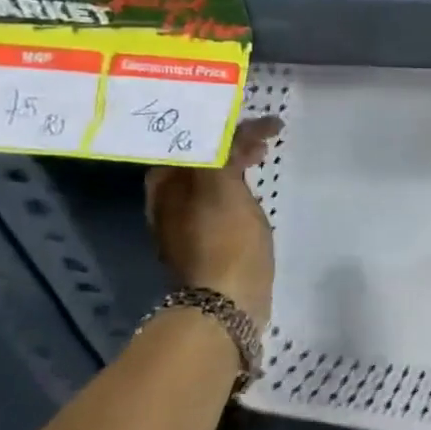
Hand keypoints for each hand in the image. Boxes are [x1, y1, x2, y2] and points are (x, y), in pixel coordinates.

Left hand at [145, 116, 280, 323]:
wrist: (225, 304)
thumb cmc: (226, 242)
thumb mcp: (223, 188)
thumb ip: (223, 152)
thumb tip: (235, 131)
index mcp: (166, 183)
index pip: (195, 138)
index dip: (228, 126)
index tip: (265, 125)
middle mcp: (168, 199)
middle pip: (201, 157)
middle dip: (231, 142)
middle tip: (265, 139)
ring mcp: (185, 222)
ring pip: (210, 178)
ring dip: (235, 163)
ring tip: (263, 159)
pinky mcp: (206, 241)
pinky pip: (220, 199)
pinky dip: (238, 187)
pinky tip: (254, 193)